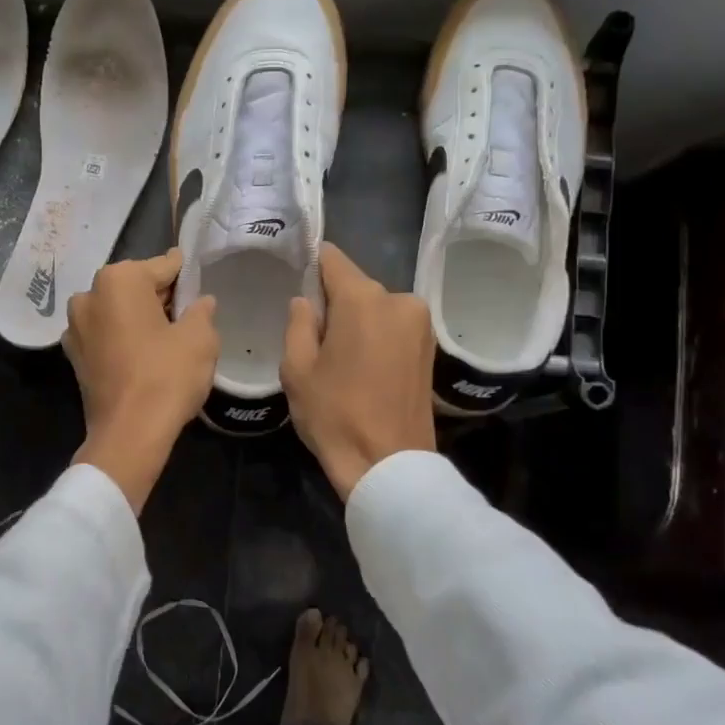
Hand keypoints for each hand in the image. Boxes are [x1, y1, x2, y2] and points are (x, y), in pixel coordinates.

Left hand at [65, 249, 218, 512]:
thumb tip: (201, 302)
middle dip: (161, 297)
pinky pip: (106, 335)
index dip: (185, 275)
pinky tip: (145, 355)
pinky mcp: (74, 356)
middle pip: (136, 287)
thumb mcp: (200, 338)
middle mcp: (89, 295)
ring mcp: (75, 327)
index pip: (163, 266)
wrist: (129, 434)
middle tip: (189, 312)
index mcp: (118, 280)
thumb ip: (202, 311)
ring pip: (118, 311)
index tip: (199, 279)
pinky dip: (124, 338)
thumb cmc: (166, 376)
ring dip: (140, 318)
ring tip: (168, 336)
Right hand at [282, 243, 435, 499]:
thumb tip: (305, 302)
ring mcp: (420, 323)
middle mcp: (398, 300)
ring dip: (356, 322)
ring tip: (337, 358)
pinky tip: (360, 366)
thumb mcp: (297, 369)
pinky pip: (392, 326)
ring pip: (375, 308)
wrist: (389, 465)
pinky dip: (375, 336)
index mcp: (363, 299)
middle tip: (312, 335)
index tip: (295, 278)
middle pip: (355, 286)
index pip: (332, 259)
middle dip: (333, 302)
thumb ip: (298, 324)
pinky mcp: (429, 347)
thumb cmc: (335, 414)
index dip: (311, 264)